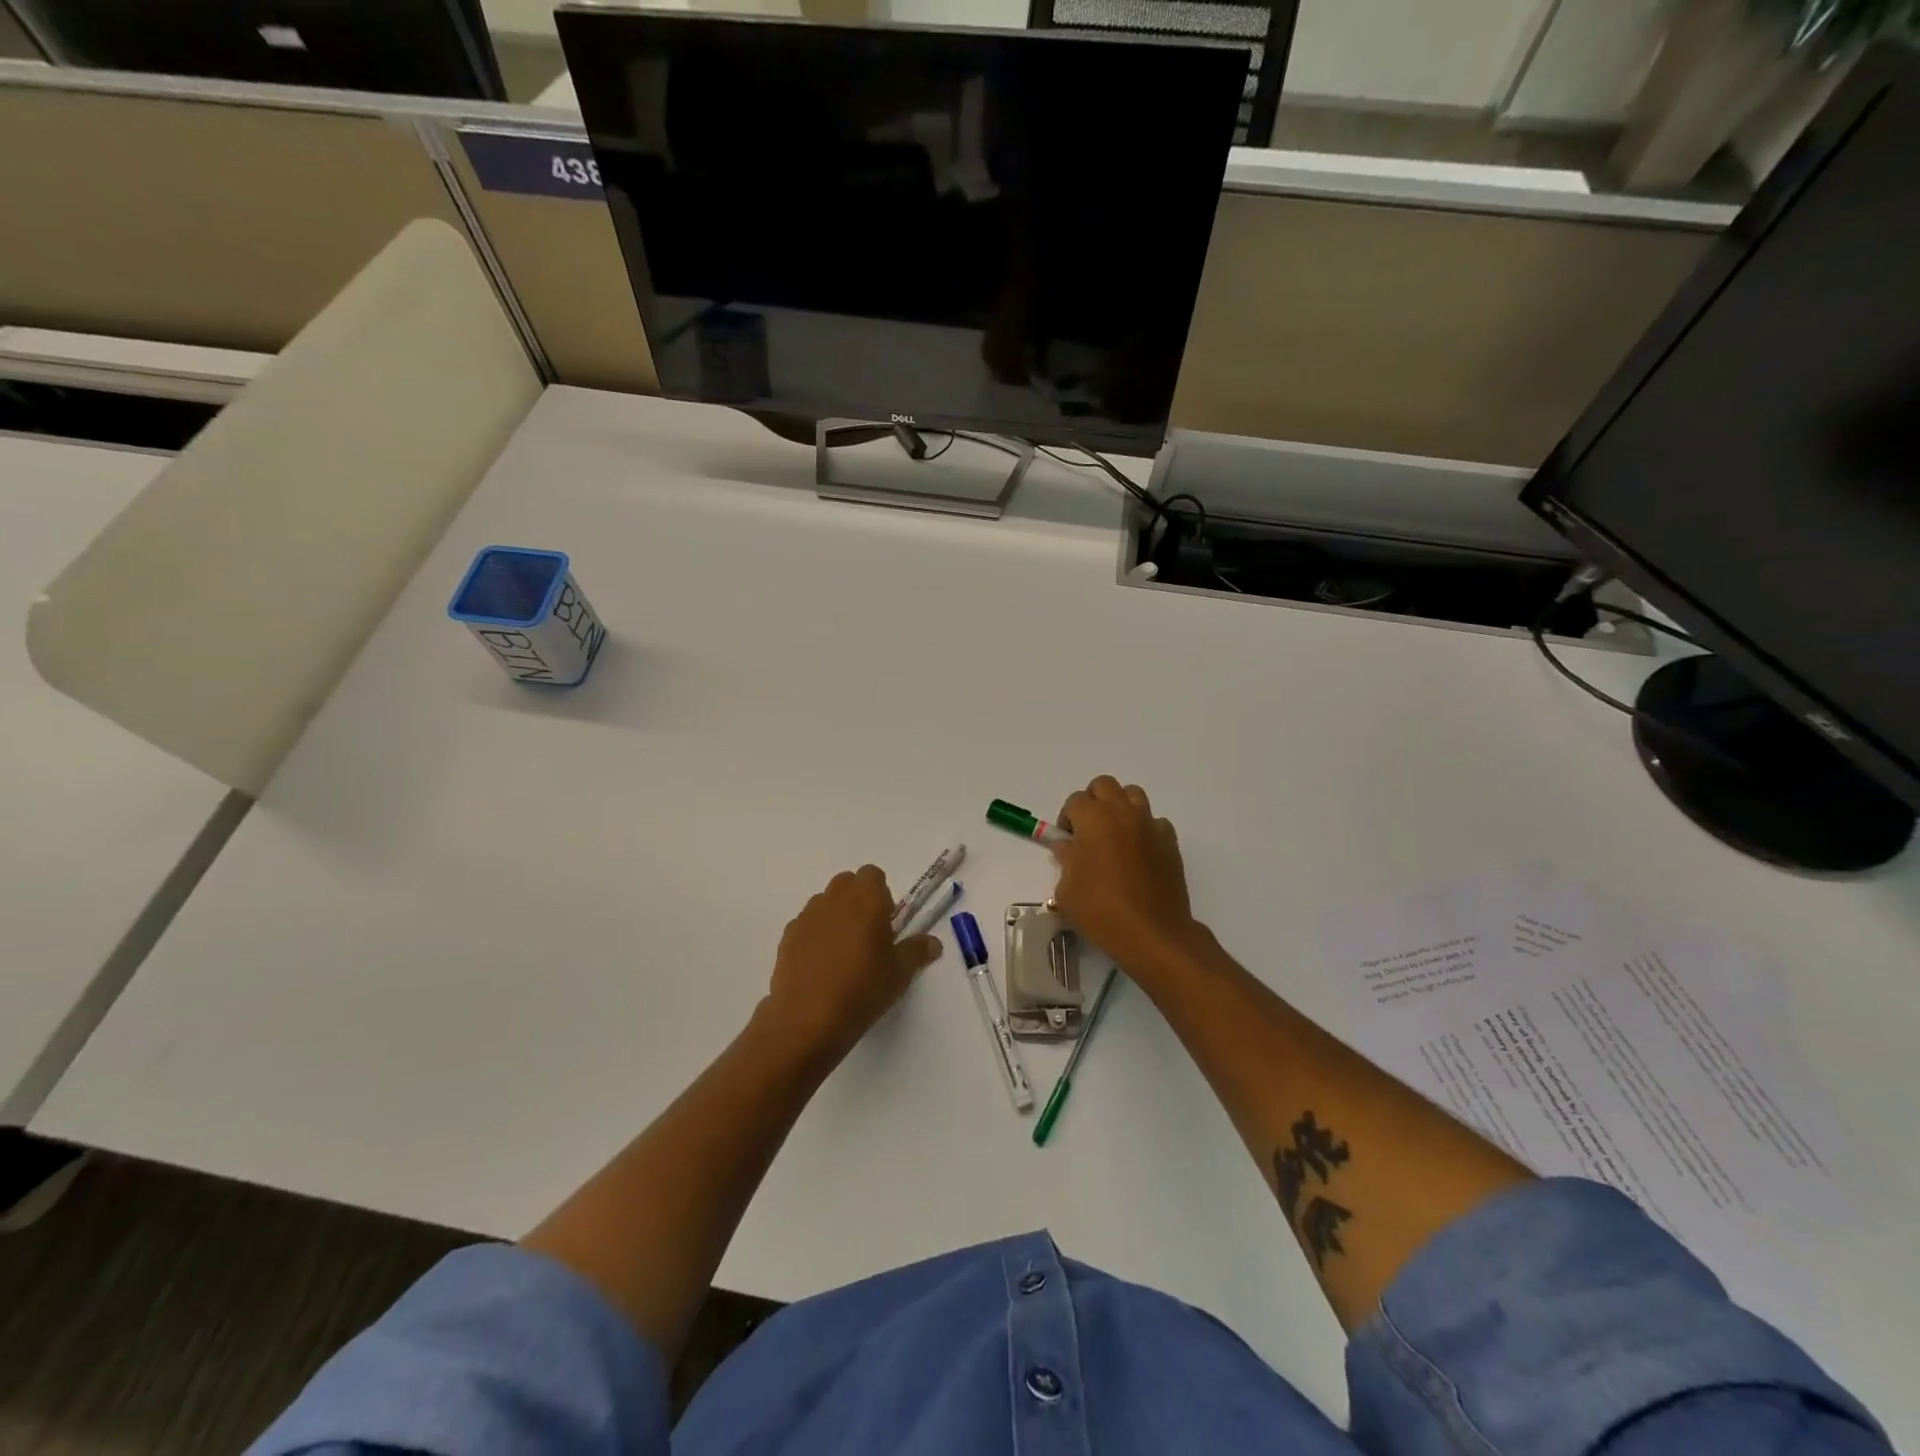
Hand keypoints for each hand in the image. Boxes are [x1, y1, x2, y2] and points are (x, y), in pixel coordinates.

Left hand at [762, 866, 942, 1065]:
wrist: (808, 1020)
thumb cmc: (862, 990)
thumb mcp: (900, 974)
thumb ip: (917, 951)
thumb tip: (933, 943)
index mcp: (866, 899)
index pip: (873, 874)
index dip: (881, 894)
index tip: (886, 922)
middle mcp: (835, 899)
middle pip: (847, 883)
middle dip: (857, 900)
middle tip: (867, 935)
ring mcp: (807, 917)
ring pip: (824, 902)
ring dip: (835, 916)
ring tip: (842, 953)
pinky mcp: (787, 937)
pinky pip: (806, 924)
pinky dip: (815, 935)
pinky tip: (820, 966)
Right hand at [1050, 777, 1203, 975]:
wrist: (1152, 934)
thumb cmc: (1101, 911)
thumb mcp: (1067, 891)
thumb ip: (1065, 860)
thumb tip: (1068, 846)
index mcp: (1093, 819)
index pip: (1075, 801)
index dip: (1067, 818)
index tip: (1068, 841)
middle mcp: (1123, 813)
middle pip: (1104, 785)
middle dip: (1093, 801)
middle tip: (1088, 830)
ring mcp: (1150, 825)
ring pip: (1133, 795)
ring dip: (1120, 807)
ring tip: (1114, 835)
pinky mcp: (1170, 842)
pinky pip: (1155, 822)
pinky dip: (1144, 829)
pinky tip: (1139, 853)